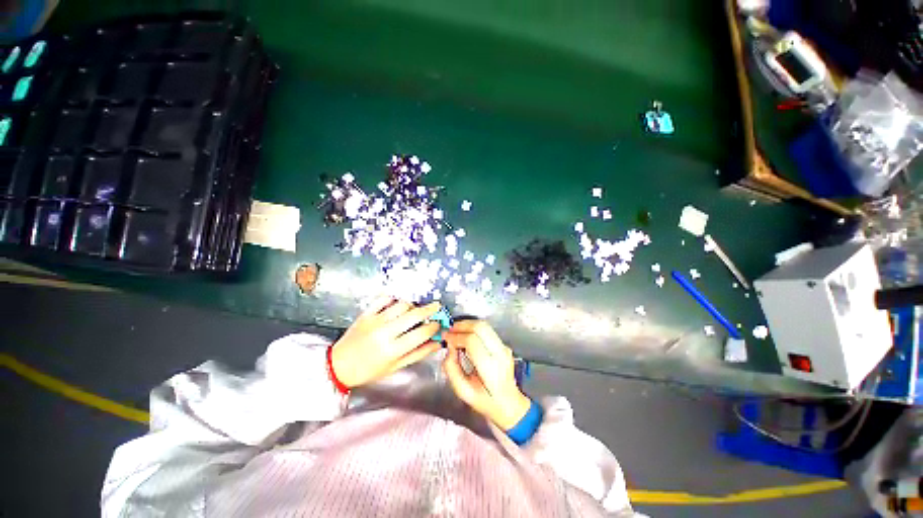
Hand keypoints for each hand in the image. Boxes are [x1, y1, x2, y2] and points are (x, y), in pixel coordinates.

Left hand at [331, 298, 441, 388]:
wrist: (338, 365)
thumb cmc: (369, 370)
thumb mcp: (395, 367)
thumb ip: (418, 353)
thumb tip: (437, 343)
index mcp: (393, 350)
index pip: (421, 333)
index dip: (434, 327)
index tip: (438, 324)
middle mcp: (385, 332)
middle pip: (414, 314)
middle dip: (430, 309)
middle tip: (437, 307)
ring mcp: (375, 320)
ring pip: (402, 304)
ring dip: (413, 305)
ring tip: (415, 309)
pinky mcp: (366, 313)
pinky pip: (384, 299)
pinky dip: (395, 298)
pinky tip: (399, 303)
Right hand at [442, 320, 530, 430]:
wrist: (509, 403)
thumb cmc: (485, 401)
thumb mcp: (463, 391)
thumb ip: (452, 369)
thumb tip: (449, 348)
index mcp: (490, 369)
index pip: (472, 342)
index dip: (456, 337)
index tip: (446, 338)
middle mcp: (500, 354)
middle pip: (481, 328)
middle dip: (462, 326)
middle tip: (450, 331)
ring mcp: (504, 348)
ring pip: (485, 326)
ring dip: (467, 325)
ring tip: (456, 332)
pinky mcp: (504, 345)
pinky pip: (487, 331)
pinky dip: (474, 329)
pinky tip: (465, 337)